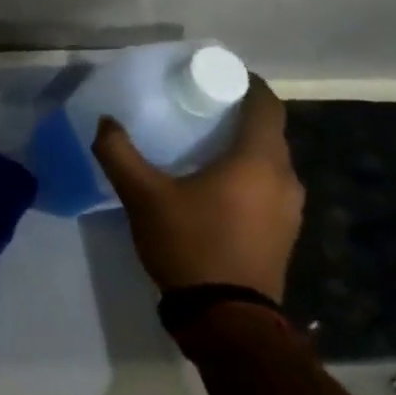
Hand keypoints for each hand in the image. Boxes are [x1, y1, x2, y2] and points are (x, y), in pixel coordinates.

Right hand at [90, 76, 303, 300]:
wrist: (227, 319)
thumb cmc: (190, 244)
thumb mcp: (143, 196)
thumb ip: (119, 154)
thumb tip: (105, 122)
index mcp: (258, 160)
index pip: (266, 104)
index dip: (246, 83)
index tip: (217, 75)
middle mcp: (284, 179)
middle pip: (268, 131)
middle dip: (237, 115)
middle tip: (198, 107)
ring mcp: (290, 209)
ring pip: (269, 161)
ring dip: (242, 147)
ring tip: (202, 144)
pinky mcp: (284, 233)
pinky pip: (268, 186)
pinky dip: (246, 174)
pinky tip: (214, 185)